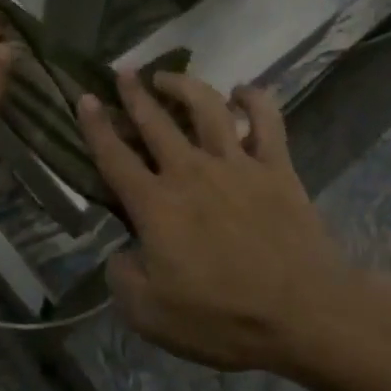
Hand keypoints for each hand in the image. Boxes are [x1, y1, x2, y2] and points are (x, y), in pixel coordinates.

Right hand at [77, 70, 353, 372]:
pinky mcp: (276, 166)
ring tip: (169, 77)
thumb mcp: (151, 316)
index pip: (114, 156)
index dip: (96, 126)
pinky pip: (266, 120)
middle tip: (123, 73)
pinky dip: (254, 99)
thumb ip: (123, 279)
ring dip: (184, 85)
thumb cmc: (223, 318)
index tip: (85, 97)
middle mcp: (190, 171)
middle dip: (134, 93)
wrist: (304, 314)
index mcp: (156, 204)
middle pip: (155, 121)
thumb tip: (120, 254)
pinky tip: (243, 91)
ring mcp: (236, 163)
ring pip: (206, 106)